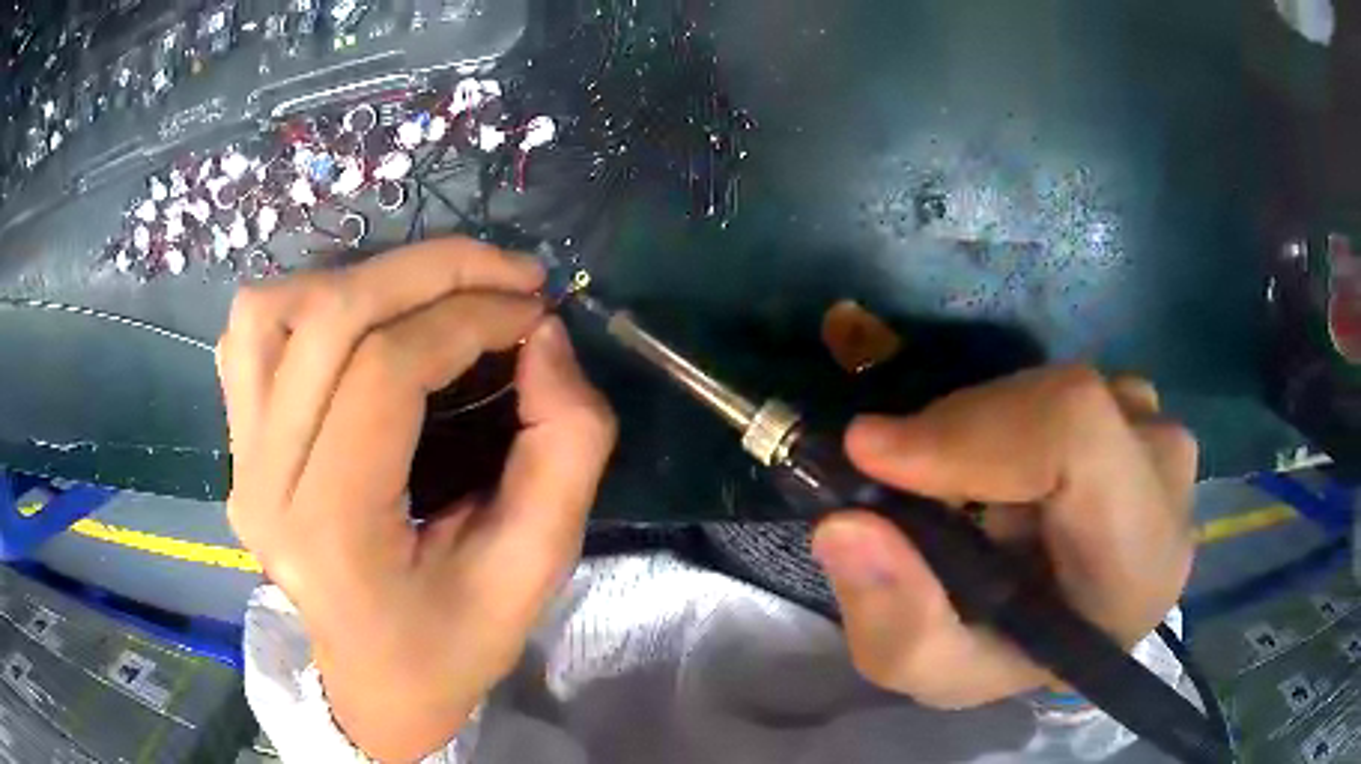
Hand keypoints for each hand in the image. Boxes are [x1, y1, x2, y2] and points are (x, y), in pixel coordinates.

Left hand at [217, 239, 615, 761]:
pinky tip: (357, 322)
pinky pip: (248, 333)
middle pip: (330, 318)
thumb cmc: (451, 644)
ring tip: (428, 296)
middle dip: (431, 271)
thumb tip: (544, 337)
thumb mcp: (535, 570)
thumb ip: (564, 449)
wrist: (371, 683)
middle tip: (506, 273)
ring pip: (273, 308)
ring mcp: (239, 457)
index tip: (536, 310)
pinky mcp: (236, 444)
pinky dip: (306, 300)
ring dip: (362, 279)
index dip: (470, 318)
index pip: (385, 372)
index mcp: (333, 534)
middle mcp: (264, 483)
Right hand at [811, 365, 1195, 707]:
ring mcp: (1158, 430)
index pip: (1077, 439)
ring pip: (1054, 389)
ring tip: (964, 496)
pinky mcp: (1140, 405)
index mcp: (1138, 561)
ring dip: (982, 430)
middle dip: (961, 434)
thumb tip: (846, 524)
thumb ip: (897, 623)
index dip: (975, 432)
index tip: (876, 454)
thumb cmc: (1021, 656)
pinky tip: (1003, 473)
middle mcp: (1167, 480)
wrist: (1079, 621)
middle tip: (907, 484)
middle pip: (1060, 405)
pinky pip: (1060, 384)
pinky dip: (1007, 417)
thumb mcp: (943, 673)